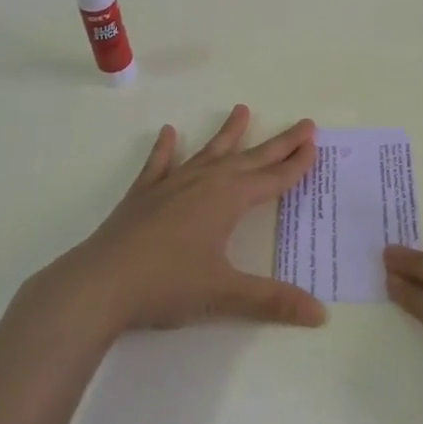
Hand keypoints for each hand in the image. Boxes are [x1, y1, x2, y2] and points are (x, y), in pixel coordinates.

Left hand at [53, 105, 326, 333]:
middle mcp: (205, 182)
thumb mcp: (225, 294)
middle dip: (279, 143)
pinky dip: (166, 149)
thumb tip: (321, 314)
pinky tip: (169, 132)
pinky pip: (160, 164)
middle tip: (303, 123)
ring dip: (228, 133)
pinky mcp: (144, 194)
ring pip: (209, 152)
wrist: (101, 283)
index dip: (296, 163)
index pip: (273, 178)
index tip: (314, 143)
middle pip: (250, 158)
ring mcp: (172, 184)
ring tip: (242, 109)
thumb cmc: (167, 285)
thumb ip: (273, 301)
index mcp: (228, 200)